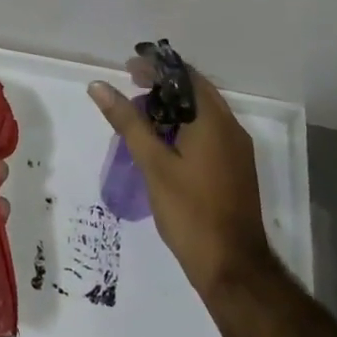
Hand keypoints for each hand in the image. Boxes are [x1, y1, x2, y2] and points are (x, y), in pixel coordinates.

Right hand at [88, 60, 271, 299]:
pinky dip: (185, 128)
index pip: (186, 76)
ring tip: (140, 117)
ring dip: (173, 108)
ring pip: (203, 114)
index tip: (128, 69)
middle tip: (131, 90)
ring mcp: (237, 151)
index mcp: (214, 121)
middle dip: (163, 87)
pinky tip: (162, 145)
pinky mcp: (235, 170)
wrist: (233, 268)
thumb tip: (99, 86)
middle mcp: (231, 129)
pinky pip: (209, 134)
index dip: (156, 68)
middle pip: (196, 93)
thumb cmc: (190, 211)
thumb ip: (127, 122)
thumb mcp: (153, 164)